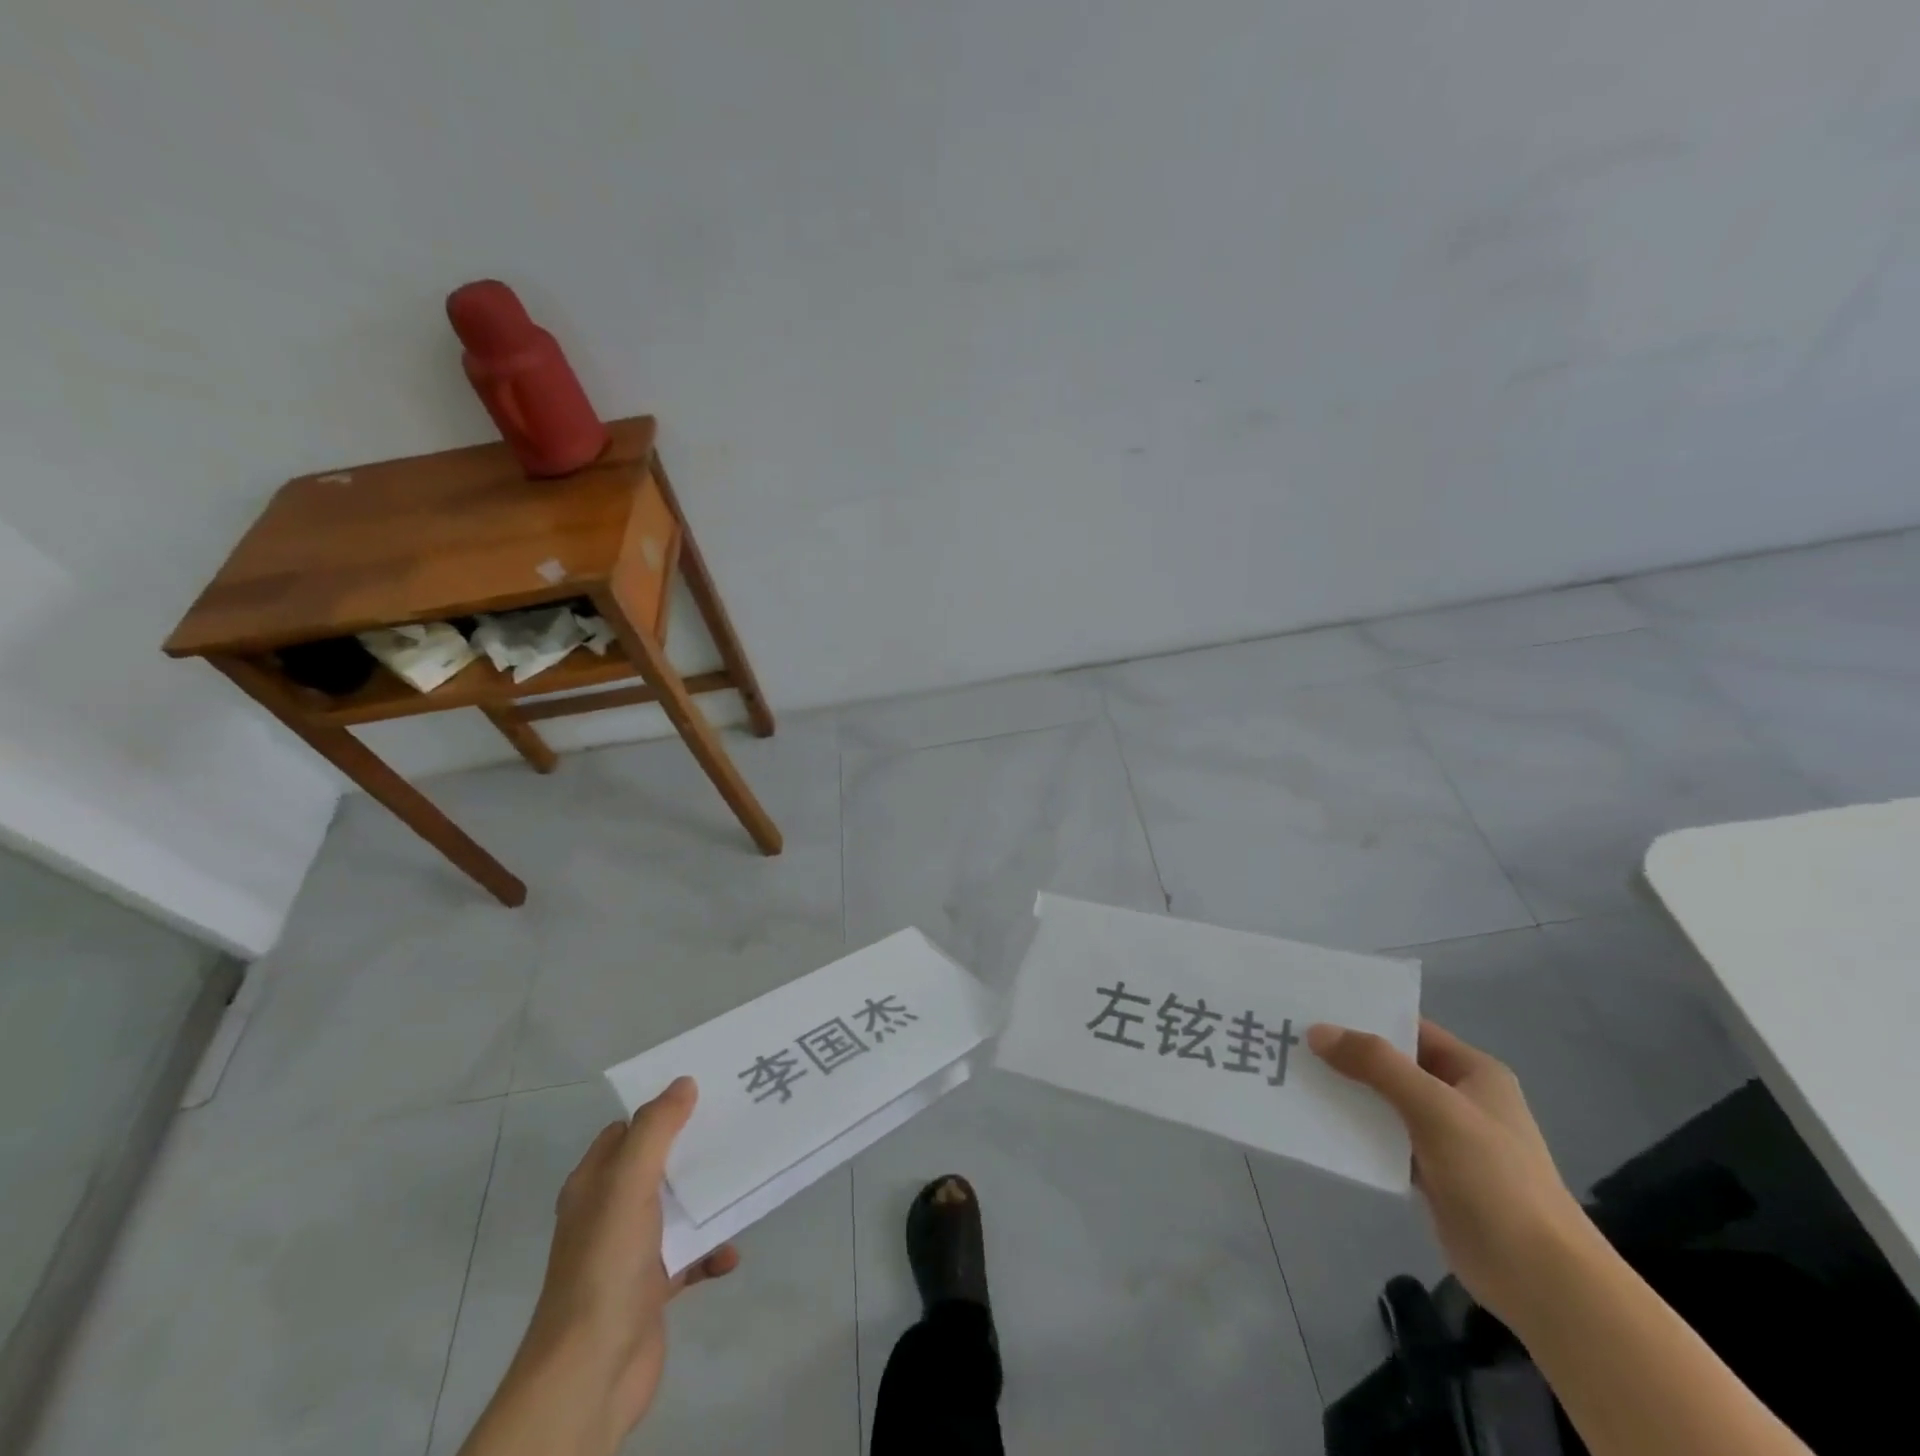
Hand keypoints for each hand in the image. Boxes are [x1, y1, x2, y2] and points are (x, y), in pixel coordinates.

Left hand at [497, 1078, 738, 1453]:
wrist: (590, 1373)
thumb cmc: (606, 1266)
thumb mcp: (628, 1184)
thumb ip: (656, 1130)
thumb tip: (683, 1083)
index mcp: (595, 1184)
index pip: (627, 1130)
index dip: (662, 1109)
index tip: (706, 1091)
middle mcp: (609, 1213)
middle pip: (658, 1166)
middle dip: (695, 1150)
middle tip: (739, 1127)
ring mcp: (630, 1253)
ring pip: (677, 1211)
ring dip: (709, 1201)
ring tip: (747, 1182)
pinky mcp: (651, 1290)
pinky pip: (690, 1258)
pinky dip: (712, 1252)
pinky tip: (731, 1254)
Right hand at [1308, 1019, 1591, 1326]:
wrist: (1539, 1277)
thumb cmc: (1494, 1177)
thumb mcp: (1433, 1108)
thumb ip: (1376, 1064)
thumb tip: (1317, 1031)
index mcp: (1472, 1071)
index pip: (1410, 1029)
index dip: (1364, 1016)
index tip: (1313, 1008)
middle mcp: (1458, 1097)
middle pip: (1392, 1064)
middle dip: (1346, 1054)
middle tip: (1291, 1039)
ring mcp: (1445, 1137)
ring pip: (1383, 1101)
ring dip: (1346, 1092)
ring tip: (1293, 1075)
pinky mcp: (1430, 1173)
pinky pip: (1383, 1138)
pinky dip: (1354, 1129)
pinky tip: (1316, 1122)